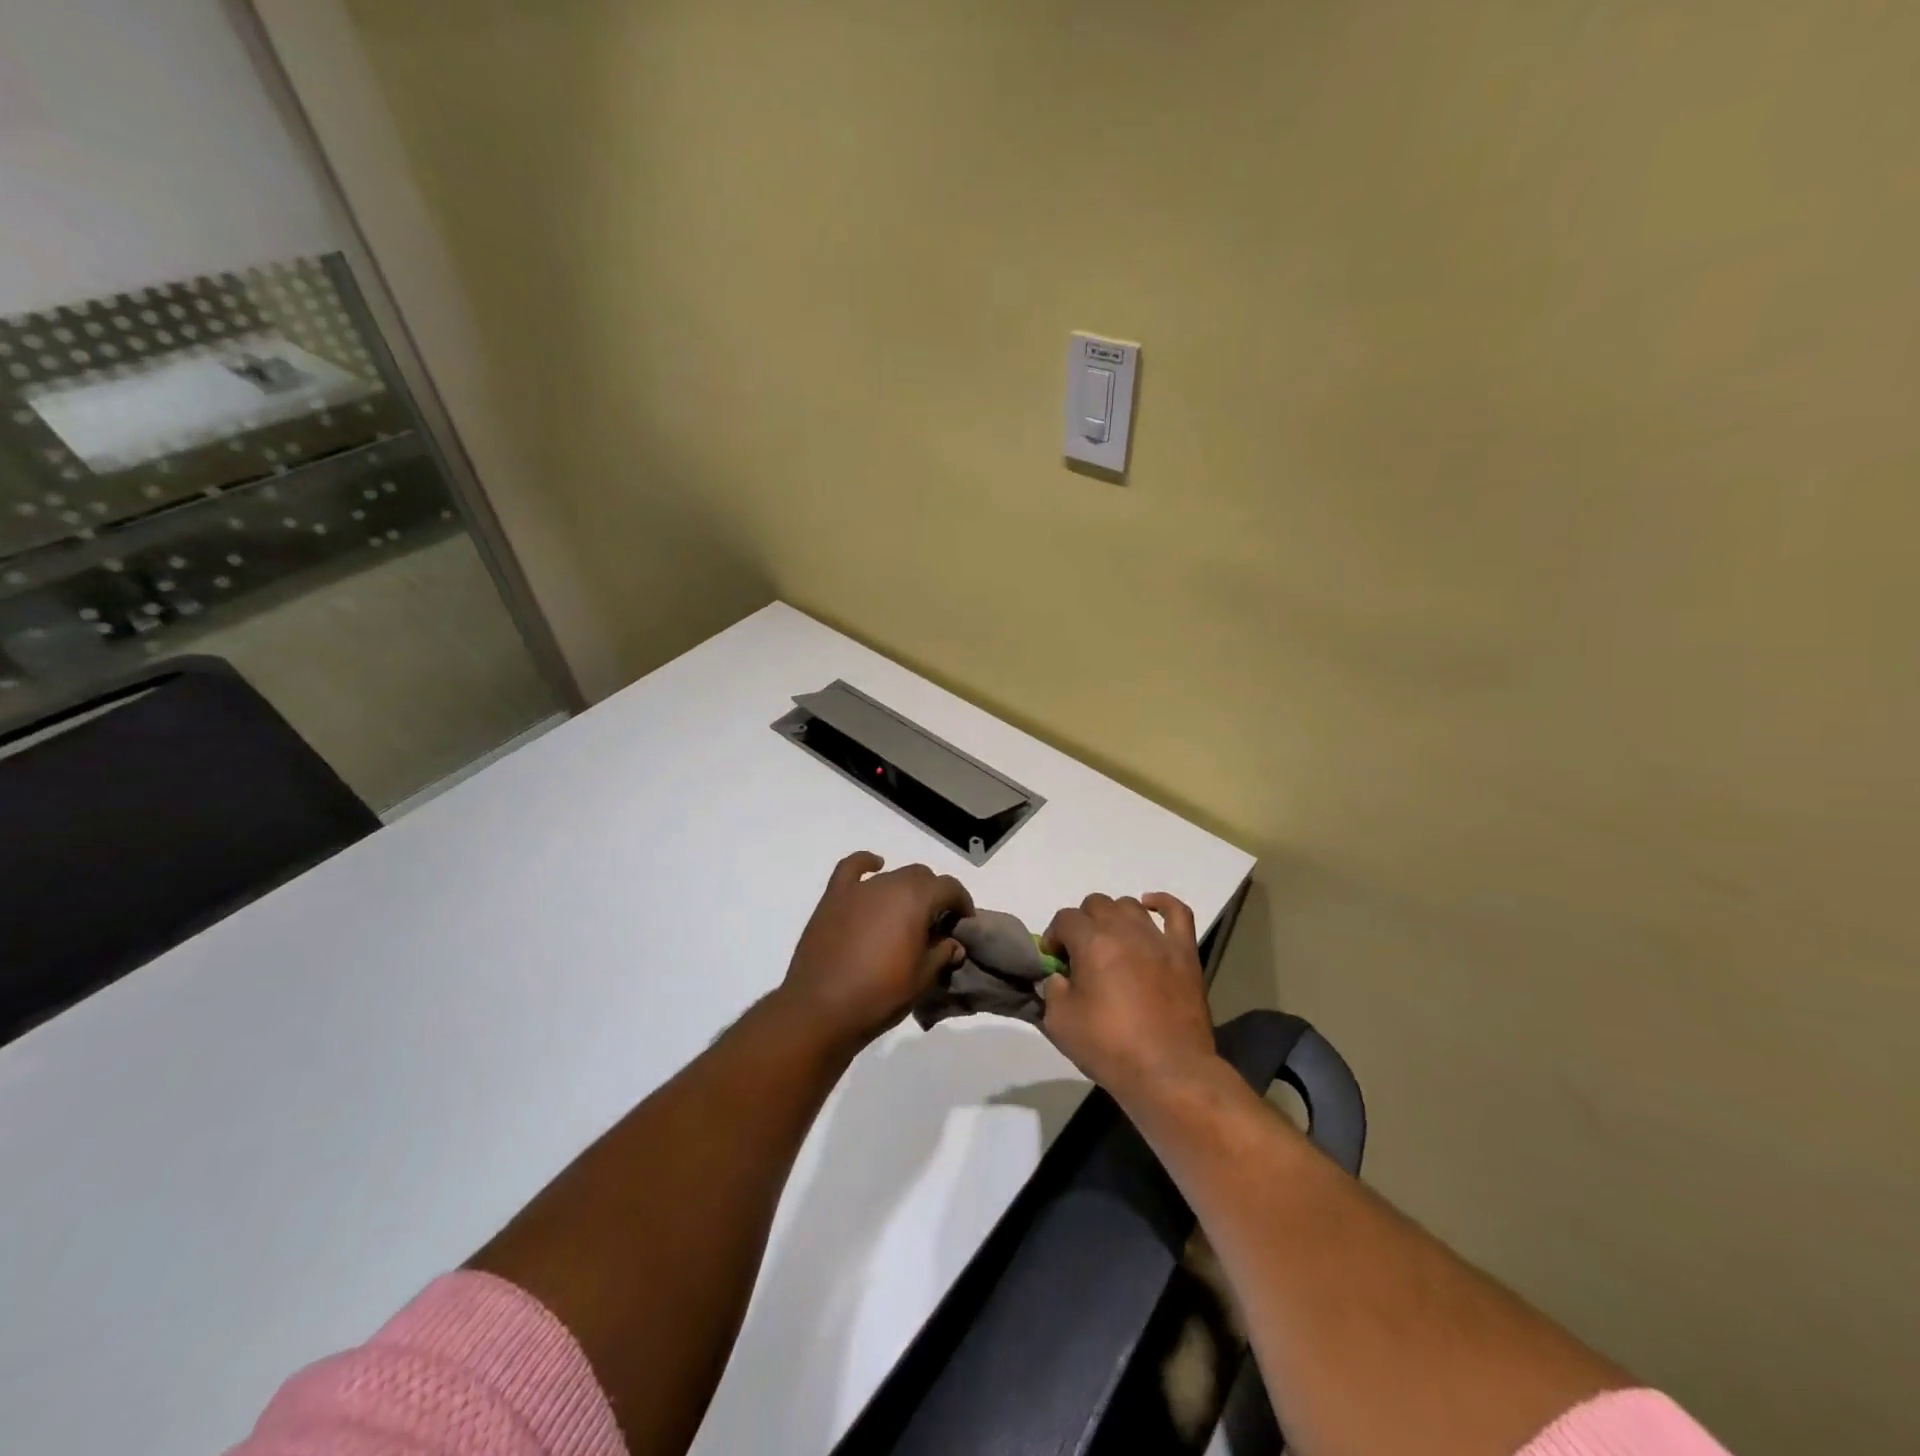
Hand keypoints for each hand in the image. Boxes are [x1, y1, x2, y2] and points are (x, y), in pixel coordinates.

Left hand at [781, 851, 973, 1049]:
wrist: (821, 1008)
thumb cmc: (879, 995)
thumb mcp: (922, 978)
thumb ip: (942, 953)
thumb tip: (954, 943)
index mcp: (916, 900)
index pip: (949, 888)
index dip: (962, 902)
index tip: (964, 922)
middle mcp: (890, 884)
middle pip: (922, 877)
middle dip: (934, 895)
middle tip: (935, 925)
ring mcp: (859, 889)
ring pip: (892, 876)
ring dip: (905, 889)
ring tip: (905, 915)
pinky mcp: (834, 897)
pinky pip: (852, 868)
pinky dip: (866, 864)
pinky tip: (874, 867)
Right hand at [1039, 892, 1220, 1104]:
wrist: (1169, 1072)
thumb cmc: (1110, 1048)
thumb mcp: (1060, 1023)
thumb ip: (1051, 990)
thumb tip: (1058, 977)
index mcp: (1092, 943)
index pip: (1064, 919)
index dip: (1054, 937)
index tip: (1055, 963)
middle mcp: (1125, 930)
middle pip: (1096, 904)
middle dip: (1082, 924)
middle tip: (1081, 956)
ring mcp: (1158, 939)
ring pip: (1129, 905)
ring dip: (1114, 917)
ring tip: (1111, 943)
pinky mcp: (1184, 952)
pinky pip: (1177, 912)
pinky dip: (1162, 903)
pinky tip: (1150, 906)